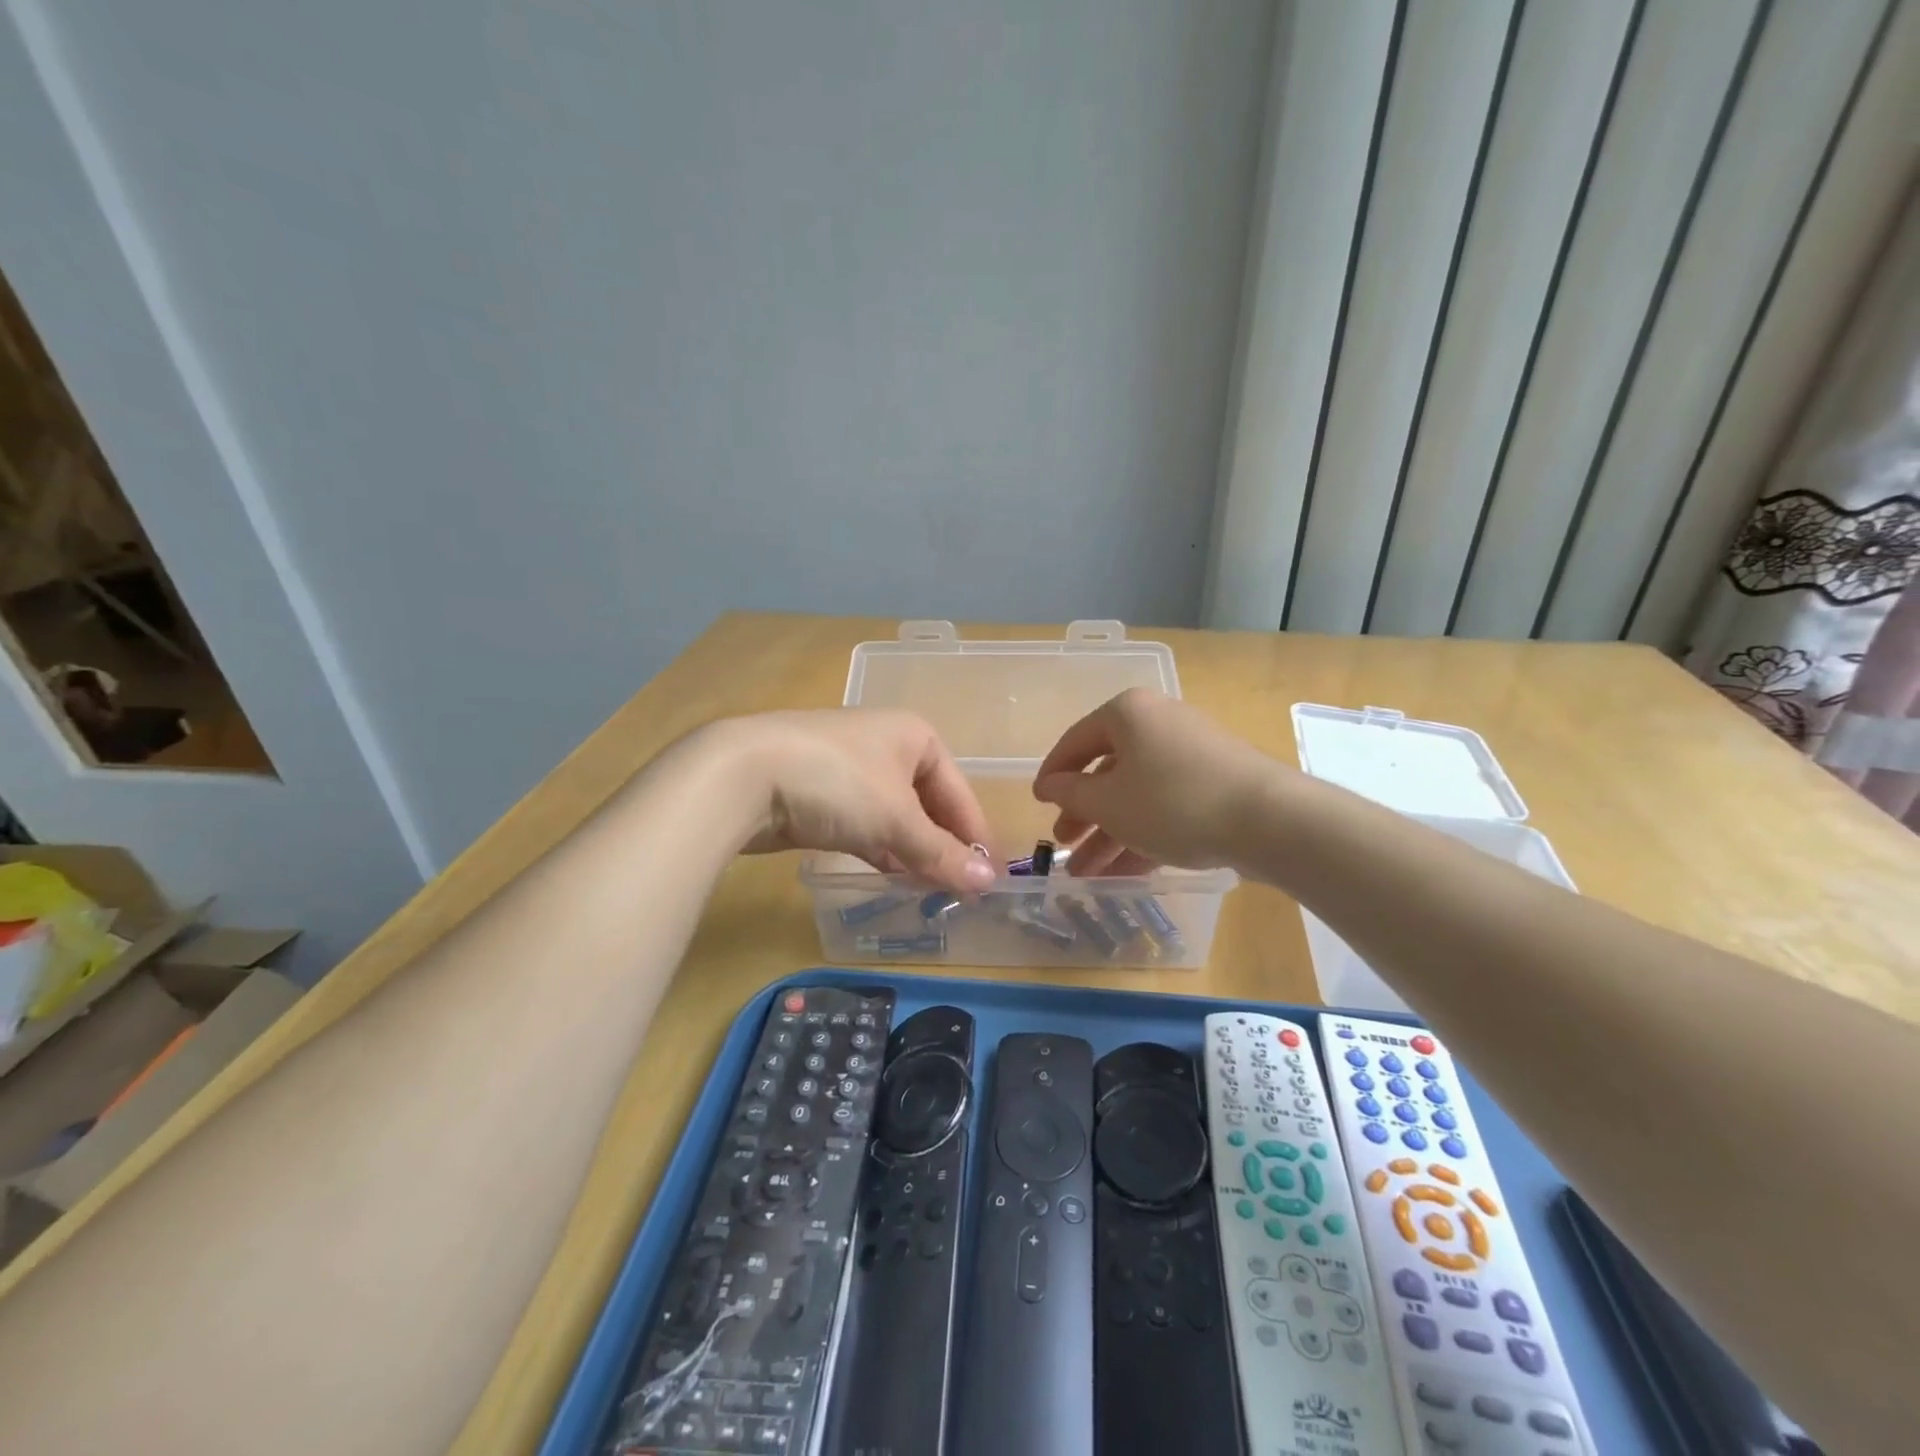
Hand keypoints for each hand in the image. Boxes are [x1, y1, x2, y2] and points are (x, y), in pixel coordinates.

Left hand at [724, 709, 995, 892]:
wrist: (742, 774)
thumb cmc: (837, 782)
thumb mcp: (897, 819)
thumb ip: (941, 853)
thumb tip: (988, 882)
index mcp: (915, 736)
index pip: (959, 791)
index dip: (975, 835)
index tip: (990, 878)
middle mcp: (887, 747)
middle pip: (928, 804)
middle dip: (943, 846)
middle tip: (961, 891)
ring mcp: (850, 770)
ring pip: (896, 817)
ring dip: (913, 853)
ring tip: (933, 893)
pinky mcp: (821, 795)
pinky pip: (865, 826)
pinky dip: (881, 850)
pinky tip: (892, 878)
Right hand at [1032, 688, 1281, 874]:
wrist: (1270, 820)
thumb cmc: (1173, 802)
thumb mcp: (1109, 803)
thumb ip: (1072, 794)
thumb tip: (1051, 784)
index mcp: (1129, 714)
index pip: (1075, 742)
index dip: (1052, 776)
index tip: (1037, 804)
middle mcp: (1159, 724)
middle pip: (1107, 771)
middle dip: (1083, 816)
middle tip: (1064, 845)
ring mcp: (1190, 754)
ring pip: (1136, 795)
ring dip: (1109, 835)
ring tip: (1086, 874)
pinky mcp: (1215, 783)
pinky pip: (1166, 807)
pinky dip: (1142, 835)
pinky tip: (1123, 874)